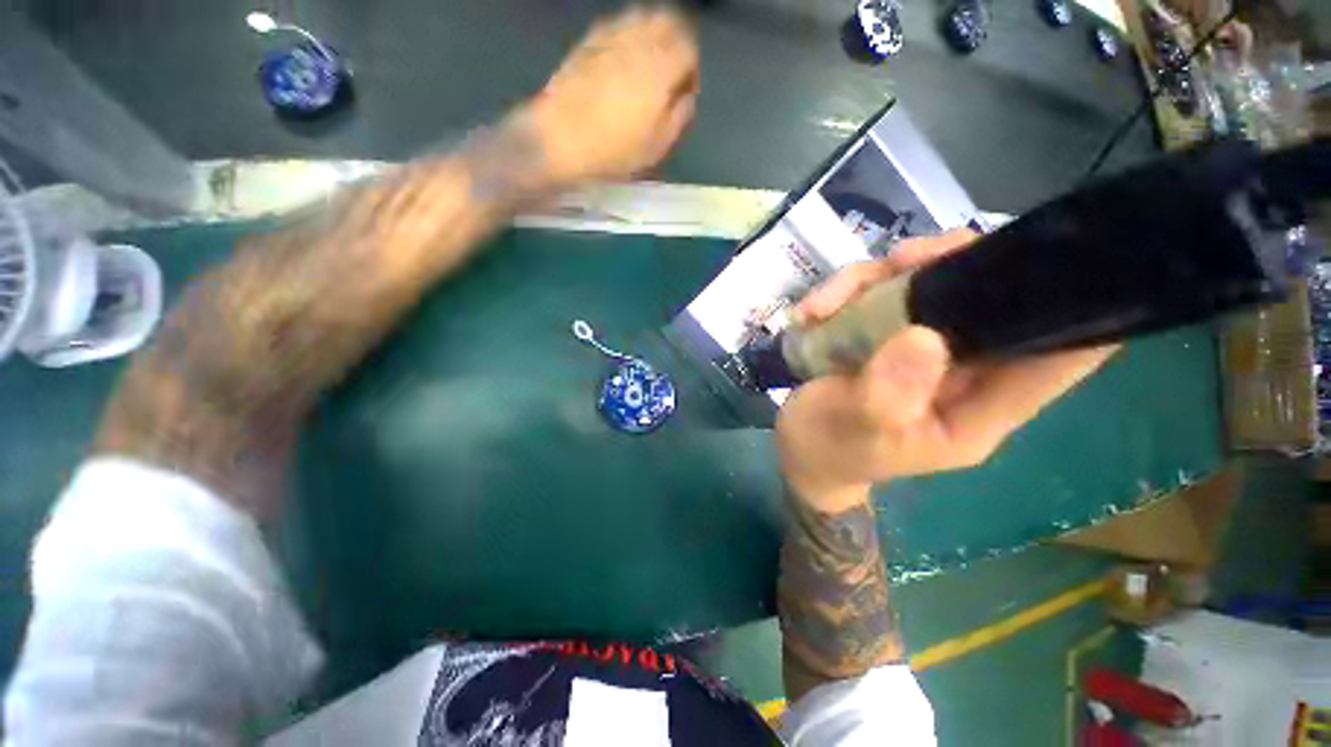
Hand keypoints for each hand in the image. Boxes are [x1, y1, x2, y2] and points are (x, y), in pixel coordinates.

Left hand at [525, 7, 699, 186]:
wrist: (559, 141)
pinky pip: (617, 24)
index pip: (689, 47)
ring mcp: (610, 36)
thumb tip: (687, 96)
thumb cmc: (614, 151)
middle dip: (676, 42)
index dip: (692, 69)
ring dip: (652, 34)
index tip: (684, 92)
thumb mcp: (657, 147)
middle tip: (671, 72)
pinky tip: (622, 61)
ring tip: (647, 65)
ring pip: (642, 16)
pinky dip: (628, 35)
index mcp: (660, 68)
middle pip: (668, 21)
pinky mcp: (588, 40)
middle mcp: (638, 41)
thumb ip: (679, 116)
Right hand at [776, 230, 1117, 511]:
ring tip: (824, 303)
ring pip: (927, 285)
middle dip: (952, 266)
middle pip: (989, 299)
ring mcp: (923, 347)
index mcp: (978, 409)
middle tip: (901, 259)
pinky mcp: (886, 334)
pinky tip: (810, 312)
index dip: (1079, 308)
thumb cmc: (833, 451)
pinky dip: (845, 293)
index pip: (1056, 359)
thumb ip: (887, 396)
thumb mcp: (857, 431)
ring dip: (878, 279)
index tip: (1059, 255)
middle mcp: (963, 371)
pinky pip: (879, 294)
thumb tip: (923, 336)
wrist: (801, 450)